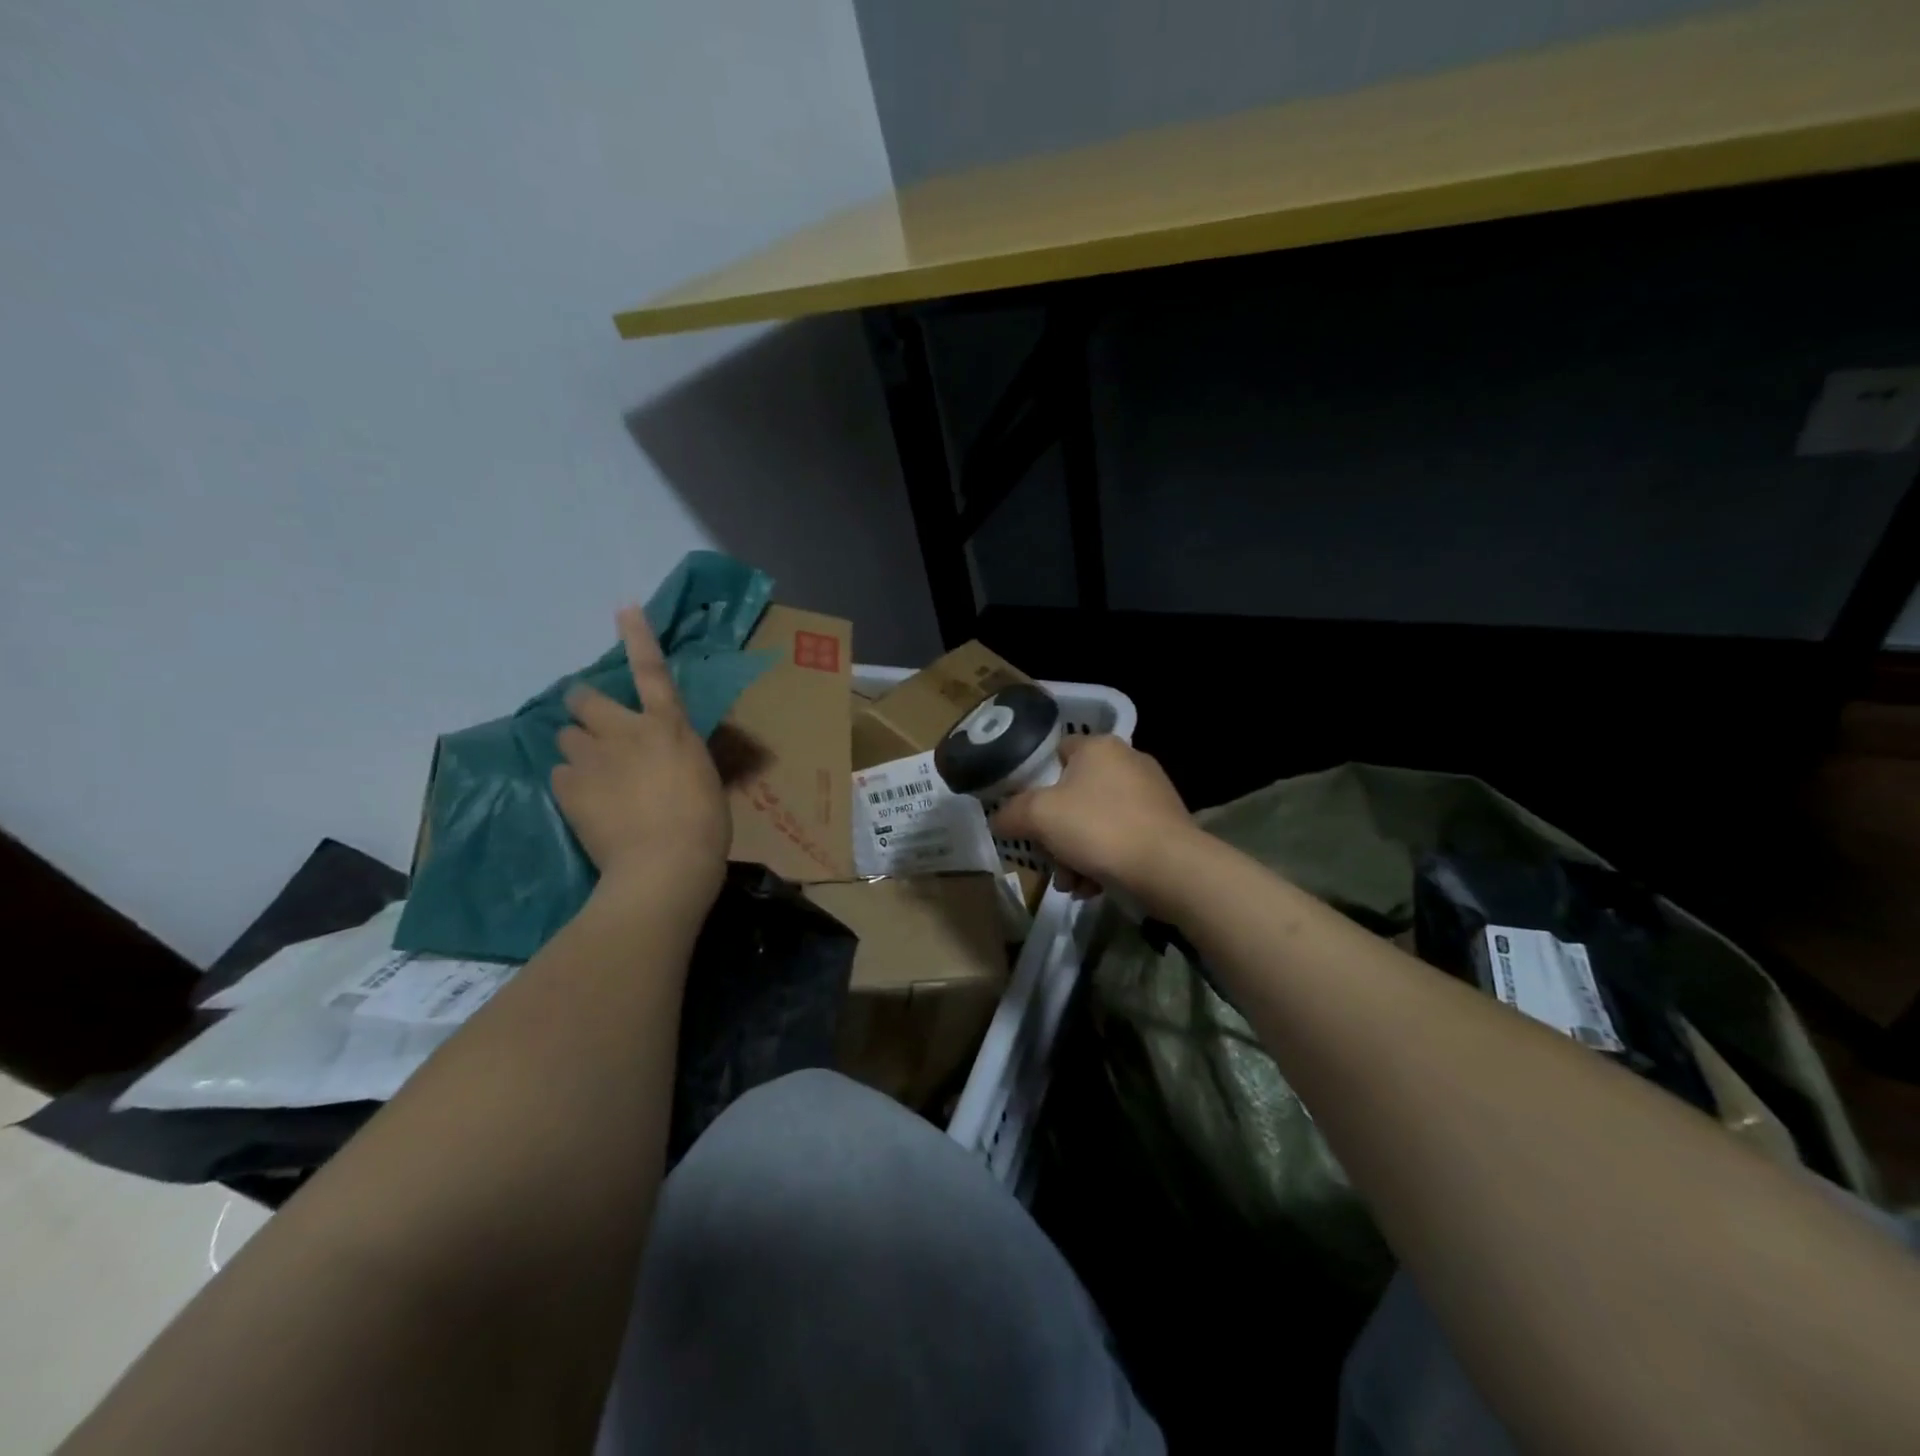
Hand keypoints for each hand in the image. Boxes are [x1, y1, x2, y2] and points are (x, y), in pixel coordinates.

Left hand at [552, 606, 728, 911]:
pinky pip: (560, 776)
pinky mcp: (568, 789)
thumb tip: (668, 756)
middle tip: (594, 727)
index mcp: (669, 727)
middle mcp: (626, 732)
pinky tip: (587, 804)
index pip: (652, 671)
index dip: (638, 637)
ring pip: (567, 737)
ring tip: (594, 776)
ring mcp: (593, 759)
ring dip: (579, 749)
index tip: (623, 608)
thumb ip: (679, 756)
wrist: (665, 865)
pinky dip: (571, 784)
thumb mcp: (702, 778)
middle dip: (584, 706)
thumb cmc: (703, 824)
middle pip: (584, 699)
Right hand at [991, 735, 1194, 902]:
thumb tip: (998, 819)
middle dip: (1056, 832)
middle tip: (1047, 859)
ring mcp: (1151, 793)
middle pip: (1074, 793)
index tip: (1025, 811)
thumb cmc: (1099, 829)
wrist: (1170, 868)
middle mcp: (1128, 761)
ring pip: (1097, 821)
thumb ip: (1011, 813)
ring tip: (1071, 884)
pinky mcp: (1165, 825)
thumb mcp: (1039, 816)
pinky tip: (1094, 888)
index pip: (1056, 751)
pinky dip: (1104, 861)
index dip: (1035, 779)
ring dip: (1076, 854)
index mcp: (1099, 746)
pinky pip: (1122, 838)